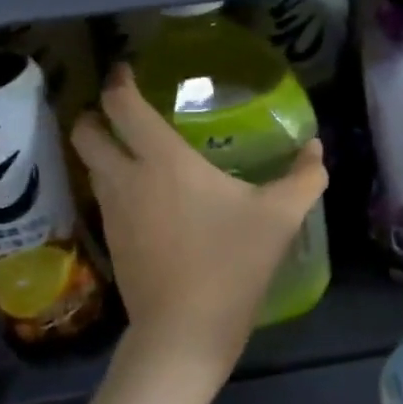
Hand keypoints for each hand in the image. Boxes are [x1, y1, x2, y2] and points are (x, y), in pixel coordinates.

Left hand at [71, 65, 326, 378]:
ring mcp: (112, 213)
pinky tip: (149, 199)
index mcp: (162, 161)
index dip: (119, 81)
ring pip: (91, 166)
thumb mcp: (279, 218)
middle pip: (86, 131)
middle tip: (126, 113)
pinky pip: (104, 198)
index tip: (128, 71)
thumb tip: (316, 149)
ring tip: (138, 152)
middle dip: (96, 114)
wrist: (184, 332)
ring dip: (104, 151)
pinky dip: (115, 185)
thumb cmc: (231, 264)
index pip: (121, 105)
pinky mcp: (112, 242)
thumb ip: (303, 178)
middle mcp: (126, 178)